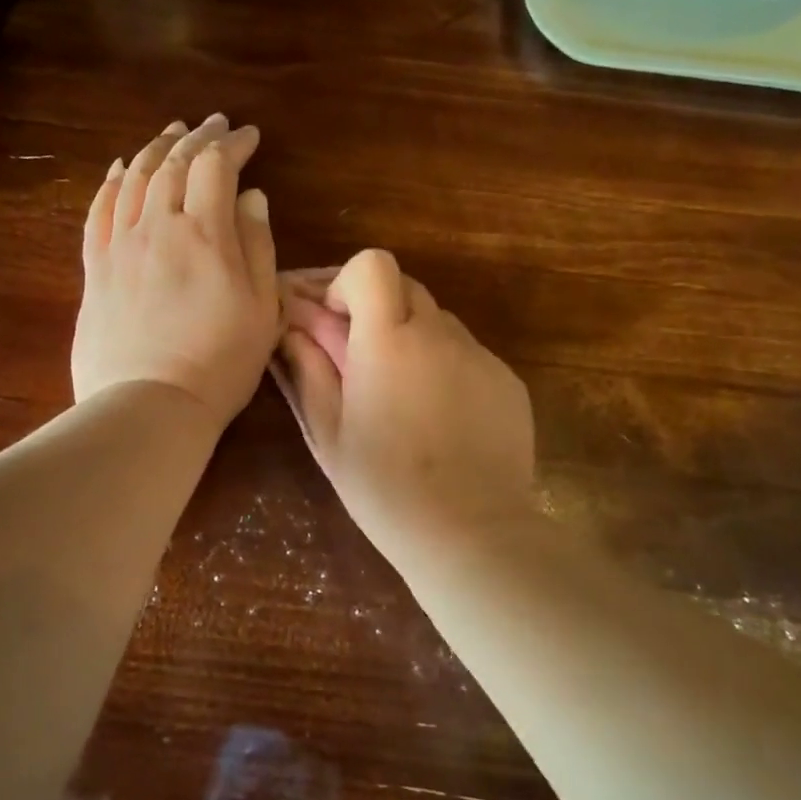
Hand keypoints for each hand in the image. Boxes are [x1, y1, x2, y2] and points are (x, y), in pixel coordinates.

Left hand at [72, 116, 279, 433]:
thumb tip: (251, 197)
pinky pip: (99, 210)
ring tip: (171, 132)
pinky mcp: (94, 268)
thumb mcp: (261, 308)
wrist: (149, 406)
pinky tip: (119, 168)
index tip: (249, 136)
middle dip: (197, 136)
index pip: (215, 166)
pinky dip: (111, 181)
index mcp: (204, 233)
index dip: (233, 145)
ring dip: (155, 148)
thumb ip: (257, 245)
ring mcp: (119, 245)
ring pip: (133, 178)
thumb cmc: (220, 363)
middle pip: (172, 163)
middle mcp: (157, 226)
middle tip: (214, 123)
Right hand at [273, 250, 535, 565]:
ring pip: (438, 320)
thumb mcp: (330, 434)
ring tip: (402, 395)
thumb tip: (292, 330)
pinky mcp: (508, 380)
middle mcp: (440, 334)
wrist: (471, 534)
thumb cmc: (385, 489)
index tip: (336, 321)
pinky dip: (445, 366)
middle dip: (376, 309)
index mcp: (389, 341)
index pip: (372, 265)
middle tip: (360, 358)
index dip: (347, 282)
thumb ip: (309, 370)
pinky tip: (440, 417)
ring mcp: (480, 356)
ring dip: (412, 338)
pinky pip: (468, 353)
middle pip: (406, 286)